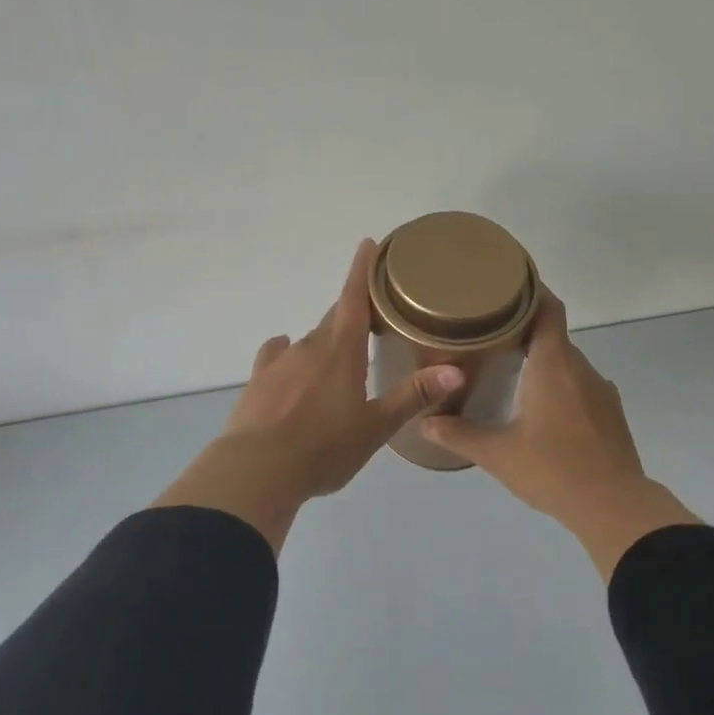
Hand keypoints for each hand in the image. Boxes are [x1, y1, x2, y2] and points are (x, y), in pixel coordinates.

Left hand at [153, 240, 464, 552]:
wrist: (258, 470)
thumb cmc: (324, 449)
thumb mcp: (375, 427)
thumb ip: (412, 396)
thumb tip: (456, 370)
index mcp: (342, 351)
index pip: (354, 299)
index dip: (362, 270)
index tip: (368, 244)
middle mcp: (309, 347)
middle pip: (334, 320)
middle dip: (352, 315)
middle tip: (372, 322)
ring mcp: (279, 362)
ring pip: (308, 341)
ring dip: (325, 343)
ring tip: (338, 360)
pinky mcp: (257, 381)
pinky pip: (276, 356)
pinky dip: (288, 355)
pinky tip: (288, 360)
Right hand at [421, 288, 699, 579]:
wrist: (613, 506)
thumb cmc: (551, 469)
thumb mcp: (496, 453)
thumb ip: (458, 434)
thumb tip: (424, 423)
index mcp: (553, 364)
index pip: (548, 309)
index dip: (530, 292)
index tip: (505, 288)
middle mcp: (580, 368)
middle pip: (553, 335)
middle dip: (524, 332)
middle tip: (489, 336)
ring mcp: (601, 390)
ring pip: (567, 363)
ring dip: (543, 362)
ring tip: (511, 373)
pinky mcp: (611, 413)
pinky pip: (581, 386)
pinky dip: (560, 386)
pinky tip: (541, 411)